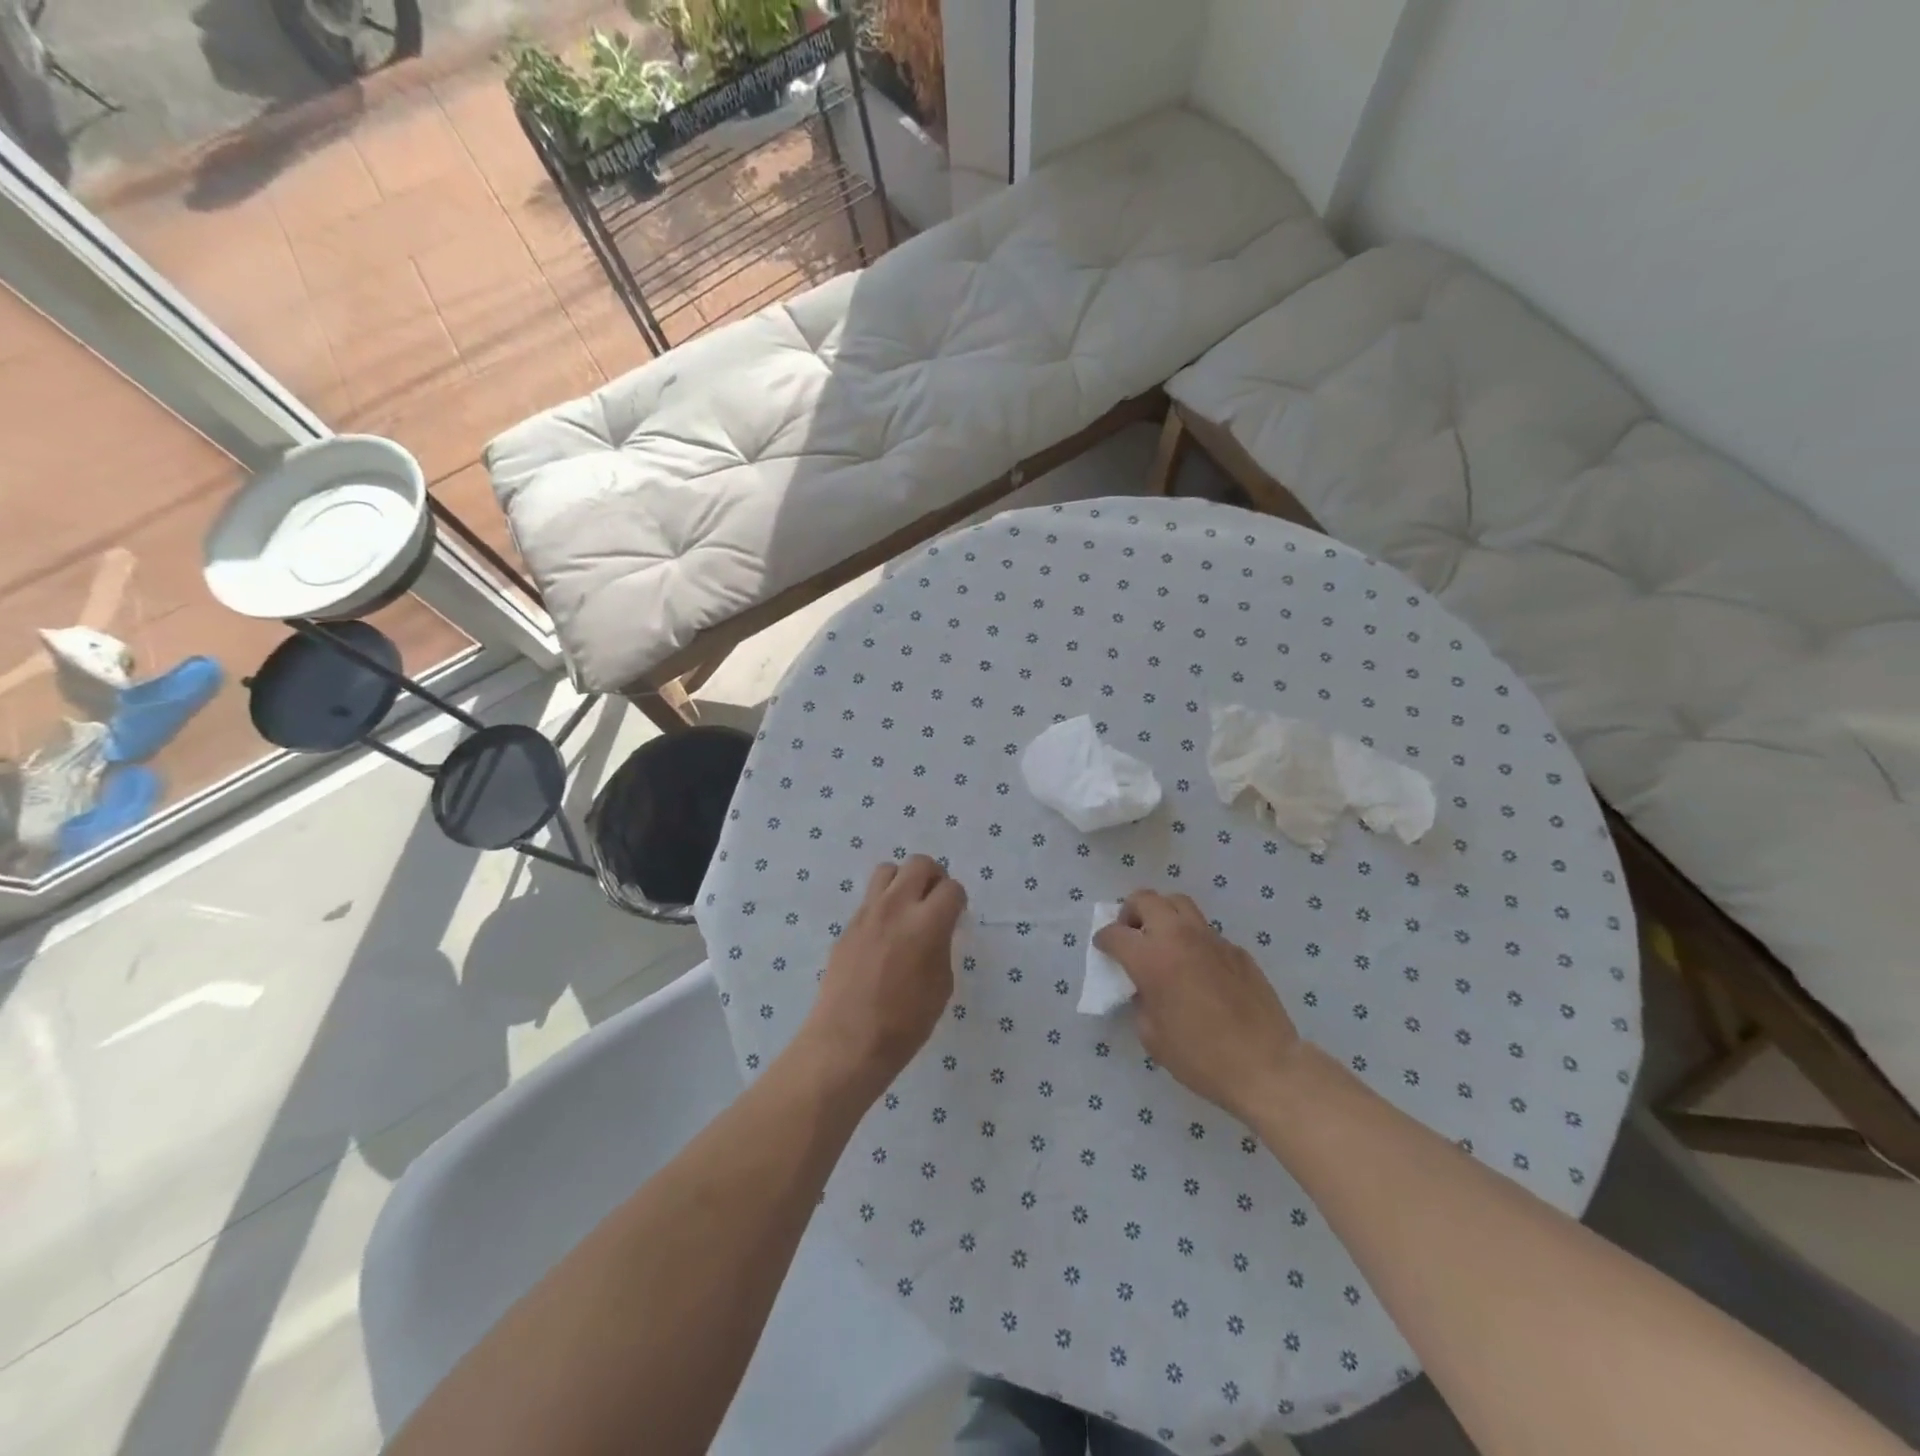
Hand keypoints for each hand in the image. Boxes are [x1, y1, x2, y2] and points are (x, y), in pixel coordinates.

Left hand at [801, 856, 966, 1095]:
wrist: (847, 1042)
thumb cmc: (904, 1023)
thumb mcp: (941, 985)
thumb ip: (941, 947)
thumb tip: (935, 932)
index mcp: (926, 923)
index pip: (951, 888)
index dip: (958, 900)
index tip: (957, 915)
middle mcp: (896, 907)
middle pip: (919, 864)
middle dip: (934, 877)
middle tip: (936, 901)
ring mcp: (867, 913)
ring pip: (888, 870)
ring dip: (904, 881)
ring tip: (908, 908)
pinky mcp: (847, 926)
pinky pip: (869, 899)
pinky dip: (883, 905)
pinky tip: (885, 935)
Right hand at [1094, 890, 1302, 1122]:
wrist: (1264, 1066)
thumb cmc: (1200, 1057)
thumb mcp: (1152, 1035)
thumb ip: (1141, 1001)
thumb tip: (1145, 987)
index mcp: (1152, 958)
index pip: (1115, 933)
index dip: (1103, 939)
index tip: (1103, 948)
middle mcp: (1179, 937)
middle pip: (1147, 899)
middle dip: (1131, 912)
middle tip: (1131, 933)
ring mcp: (1212, 939)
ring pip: (1179, 904)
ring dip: (1163, 914)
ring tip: (1162, 940)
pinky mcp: (1237, 950)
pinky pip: (1206, 932)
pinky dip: (1192, 940)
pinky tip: (1198, 969)